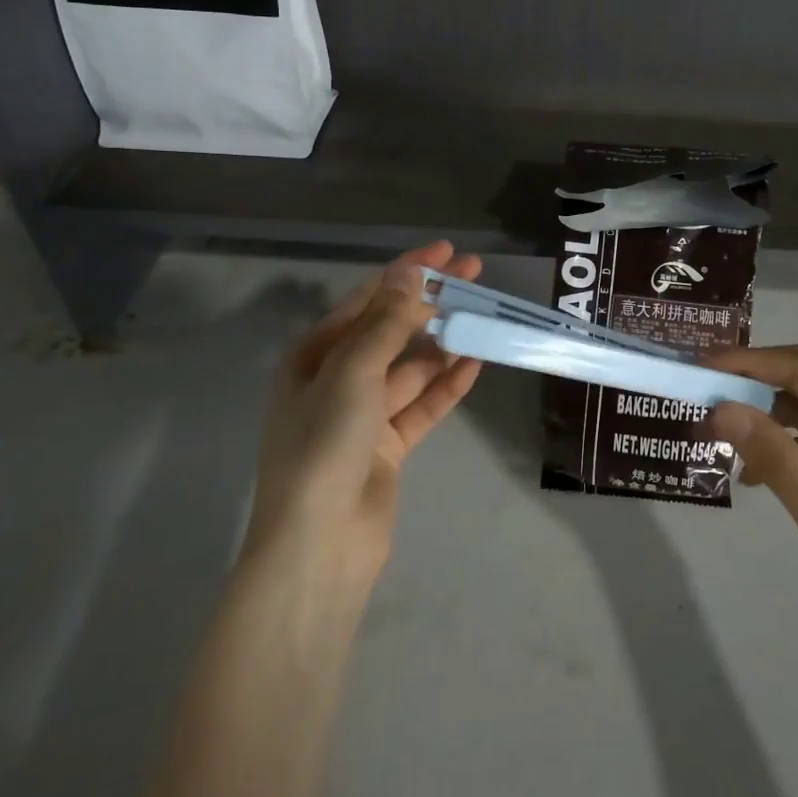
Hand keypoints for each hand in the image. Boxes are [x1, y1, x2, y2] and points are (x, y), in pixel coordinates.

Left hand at [245, 242, 483, 585]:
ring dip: (443, 344)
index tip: (447, 251)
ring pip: (411, 368)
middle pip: (392, 329)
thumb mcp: (353, 371)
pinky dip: (446, 385)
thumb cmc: (325, 444)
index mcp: (316, 354)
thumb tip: (409, 270)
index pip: (369, 299)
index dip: (407, 271)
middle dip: (431, 302)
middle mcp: (337, 378)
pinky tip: (475, 365)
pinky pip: (422, 405)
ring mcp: (363, 414)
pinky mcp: (387, 447)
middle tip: (475, 275)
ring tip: (482, 319)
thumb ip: (386, 321)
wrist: (318, 545)